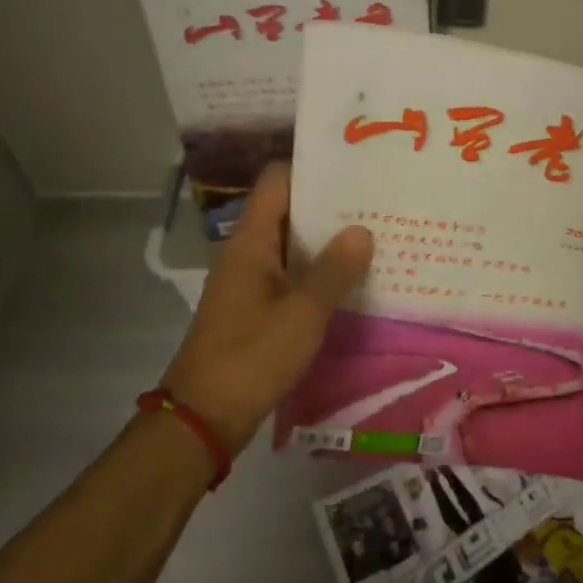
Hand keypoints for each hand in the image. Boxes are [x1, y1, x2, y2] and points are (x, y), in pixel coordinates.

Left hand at [161, 163, 372, 453]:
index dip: (312, 167)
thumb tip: (362, 230)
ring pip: (292, 246)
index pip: (277, 181)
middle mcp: (247, 253)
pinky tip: (352, 279)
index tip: (354, 165)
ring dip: (327, 241)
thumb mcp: (303, 313)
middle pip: (288, 211)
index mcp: (250, 241)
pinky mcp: (255, 309)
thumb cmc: (252, 356)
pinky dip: (318, 272)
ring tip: (375, 234)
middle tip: (378, 200)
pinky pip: (291, 276)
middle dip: (330, 205)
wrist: (205, 417)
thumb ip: (334, 270)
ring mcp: (249, 282)